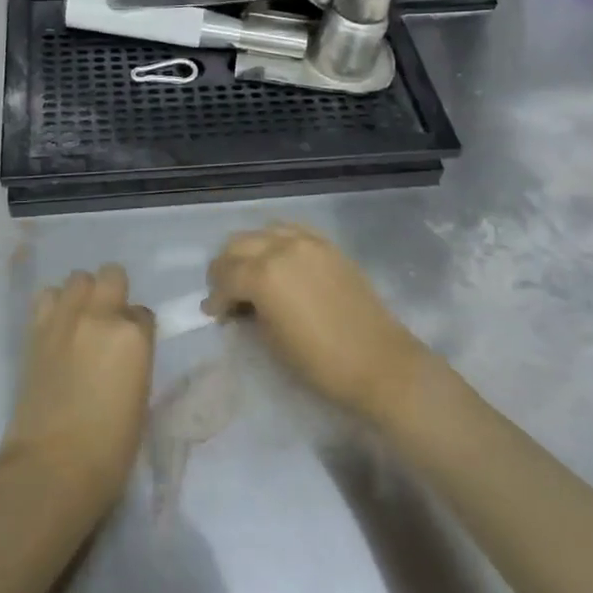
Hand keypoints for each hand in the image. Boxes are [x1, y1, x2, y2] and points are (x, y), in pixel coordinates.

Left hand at [0, 264, 153, 514]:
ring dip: (82, 294)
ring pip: (77, 279)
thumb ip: (134, 359)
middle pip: (112, 275)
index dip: (137, 328)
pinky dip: (54, 305)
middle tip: (108, 321)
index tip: (131, 347)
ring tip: (79, 320)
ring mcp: (65, 319)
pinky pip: (46, 297)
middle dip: (113, 292)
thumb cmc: (110, 448)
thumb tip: (123, 351)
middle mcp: (101, 316)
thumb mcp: (140, 397)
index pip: (143, 312)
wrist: (52, 467)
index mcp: (134, 335)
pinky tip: (57, 329)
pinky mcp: (36, 331)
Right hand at [206, 223, 432, 423]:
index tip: (213, 314)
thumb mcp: (272, 341)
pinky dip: (276, 241)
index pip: (225, 276)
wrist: (379, 362)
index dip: (215, 297)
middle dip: (225, 267)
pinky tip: (277, 260)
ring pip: (263, 231)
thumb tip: (238, 304)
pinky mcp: (328, 245)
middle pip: (238, 244)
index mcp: (264, 275)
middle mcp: (281, 248)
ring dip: (249, 249)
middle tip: (225, 292)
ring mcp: (308, 242)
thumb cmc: (320, 362)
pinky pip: (291, 230)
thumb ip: (249, 313)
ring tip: (250, 273)